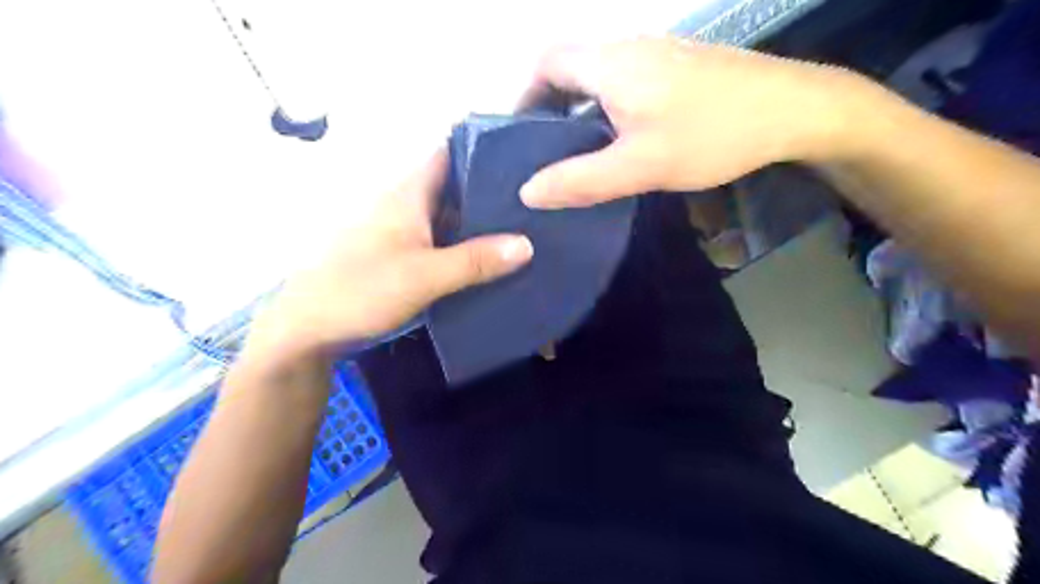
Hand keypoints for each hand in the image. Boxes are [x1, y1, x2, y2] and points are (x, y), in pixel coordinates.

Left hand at [245, 148, 531, 361]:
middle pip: (454, 187)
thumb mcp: (425, 276)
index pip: (448, 153)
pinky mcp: (398, 254)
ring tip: (522, 228)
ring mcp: (400, 230)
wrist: (308, 327)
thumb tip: (527, 244)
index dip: (483, 149)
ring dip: (478, 222)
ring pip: (447, 216)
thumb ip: (476, 260)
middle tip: (534, 201)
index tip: (522, 159)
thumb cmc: (362, 290)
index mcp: (407, 194)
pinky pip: (438, 240)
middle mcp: (404, 204)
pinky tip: (488, 258)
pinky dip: (462, 245)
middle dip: (490, 191)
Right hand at [519, 35, 870, 210]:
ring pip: (598, 74)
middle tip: (545, 150)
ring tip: (575, 151)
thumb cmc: (711, 136)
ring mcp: (657, 53)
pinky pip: (624, 79)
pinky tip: (618, 138)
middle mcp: (629, 47)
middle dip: (548, 104)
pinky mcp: (677, 65)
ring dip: (578, 106)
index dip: (524, 94)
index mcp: (611, 64)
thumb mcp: (640, 166)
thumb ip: (581, 180)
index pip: (547, 61)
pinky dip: (605, 105)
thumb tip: (529, 191)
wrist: (792, 111)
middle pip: (570, 64)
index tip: (521, 134)